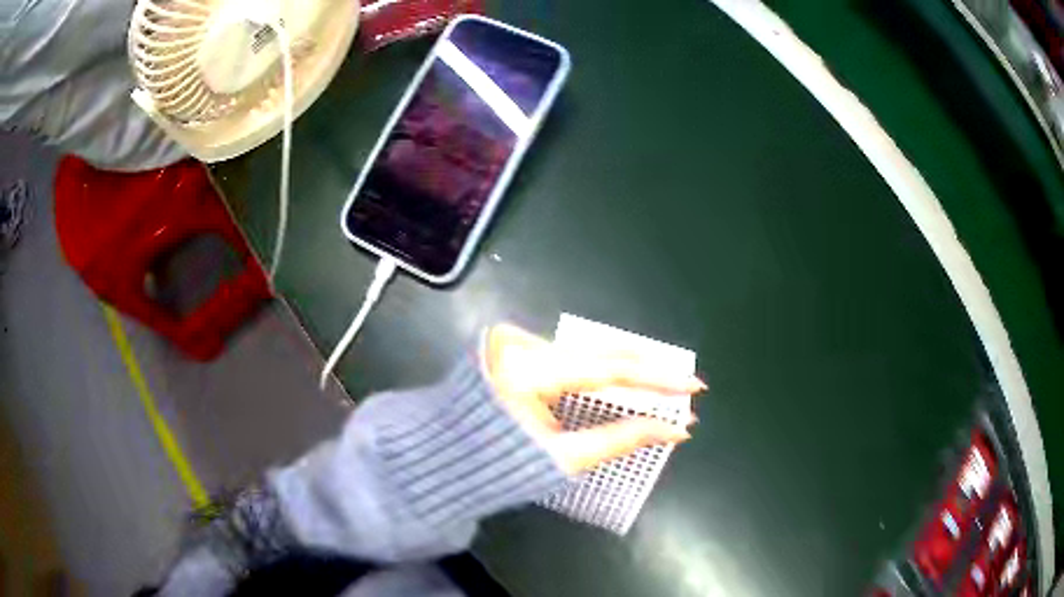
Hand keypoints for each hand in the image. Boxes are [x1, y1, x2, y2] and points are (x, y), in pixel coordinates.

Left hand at [483, 324, 705, 474]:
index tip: (692, 387)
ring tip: (664, 383)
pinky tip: (625, 379)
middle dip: (646, 371)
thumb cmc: (498, 465)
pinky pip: (569, 355)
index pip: (604, 370)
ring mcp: (513, 339)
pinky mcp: (512, 344)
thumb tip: (674, 430)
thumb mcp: (561, 458)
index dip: (654, 380)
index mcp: (523, 371)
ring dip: (625, 370)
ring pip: (585, 353)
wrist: (442, 456)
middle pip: (599, 354)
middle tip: (686, 384)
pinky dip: (598, 369)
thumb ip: (620, 440)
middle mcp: (518, 344)